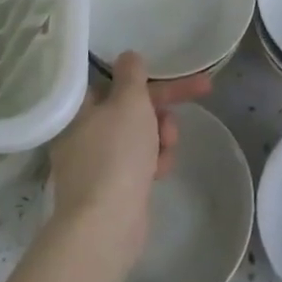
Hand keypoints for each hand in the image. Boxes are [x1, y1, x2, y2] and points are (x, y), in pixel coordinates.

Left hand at [47, 52, 211, 259]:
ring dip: (161, 134)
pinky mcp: (111, 189)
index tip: (173, 70)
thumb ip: (132, 74)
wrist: (107, 225)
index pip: (117, 79)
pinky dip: (154, 162)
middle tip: (201, 92)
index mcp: (80, 107)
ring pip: (140, 134)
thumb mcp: (129, 102)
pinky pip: (139, 163)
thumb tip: (127, 56)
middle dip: (164, 105)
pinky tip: (161, 171)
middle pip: (132, 106)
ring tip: (167, 147)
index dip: (149, 73)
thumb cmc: (116, 154)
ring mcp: (96, 163)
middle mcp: (83, 132)